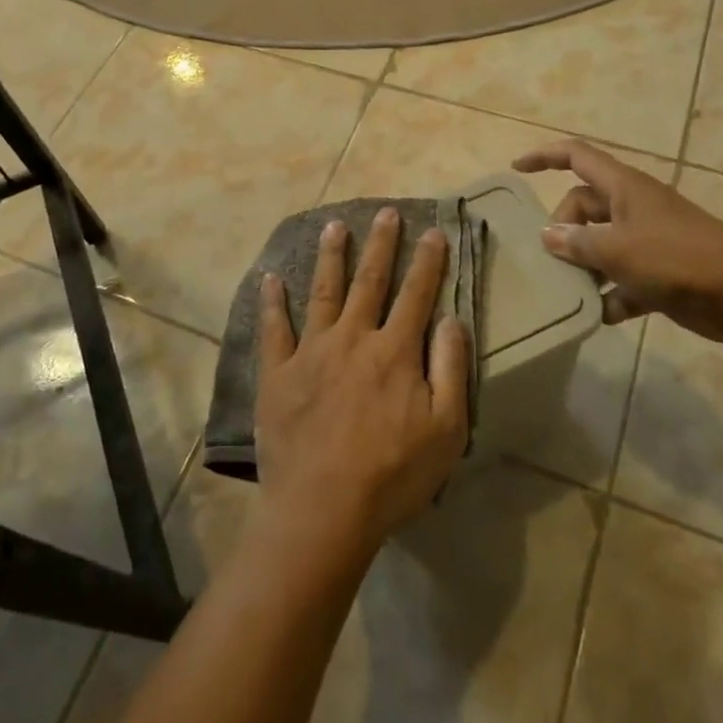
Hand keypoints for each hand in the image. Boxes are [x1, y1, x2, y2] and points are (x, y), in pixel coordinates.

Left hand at [255, 208, 470, 553]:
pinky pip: (274, 329)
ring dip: (331, 256)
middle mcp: (352, 338)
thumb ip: (451, 369)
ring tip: (334, 225)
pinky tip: (270, 279)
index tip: (432, 231)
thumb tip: (452, 318)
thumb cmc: (392, 475)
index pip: (416, 295)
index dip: (427, 261)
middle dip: (381, 244)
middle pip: (370, 281)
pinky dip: (272, 302)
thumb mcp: (446, 430)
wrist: (322, 510)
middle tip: (385, 212)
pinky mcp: (278, 373)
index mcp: (394, 351)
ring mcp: (311, 352)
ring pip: (323, 292)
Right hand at [512, 140, 722, 342]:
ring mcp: (647, 241)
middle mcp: (632, 208)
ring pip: (600, 245)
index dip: (545, 156)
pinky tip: (598, 315)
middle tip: (554, 258)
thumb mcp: (618, 248)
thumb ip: (577, 243)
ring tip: (565, 290)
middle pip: (583, 206)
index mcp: (623, 188)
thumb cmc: (677, 258)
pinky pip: (622, 280)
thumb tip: (547, 236)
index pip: (576, 156)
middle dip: (563, 229)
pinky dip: (610, 295)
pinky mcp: (659, 274)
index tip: (516, 168)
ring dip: (583, 267)